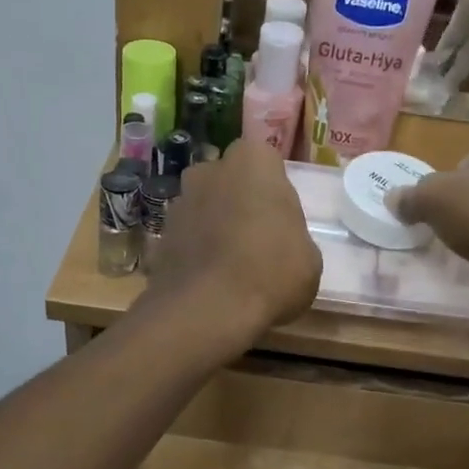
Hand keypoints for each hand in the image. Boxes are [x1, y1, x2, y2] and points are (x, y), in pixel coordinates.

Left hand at [143, 140, 322, 345]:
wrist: (207, 310)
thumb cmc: (272, 272)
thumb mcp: (309, 257)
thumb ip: (292, 235)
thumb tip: (280, 242)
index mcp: (252, 162)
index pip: (264, 159)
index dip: (271, 186)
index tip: (279, 214)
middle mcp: (209, 170)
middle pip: (227, 178)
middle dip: (238, 198)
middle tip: (256, 234)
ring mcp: (179, 201)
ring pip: (203, 205)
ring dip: (213, 224)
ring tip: (230, 262)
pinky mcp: (159, 235)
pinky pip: (185, 236)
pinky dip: (194, 250)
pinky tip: (208, 279)